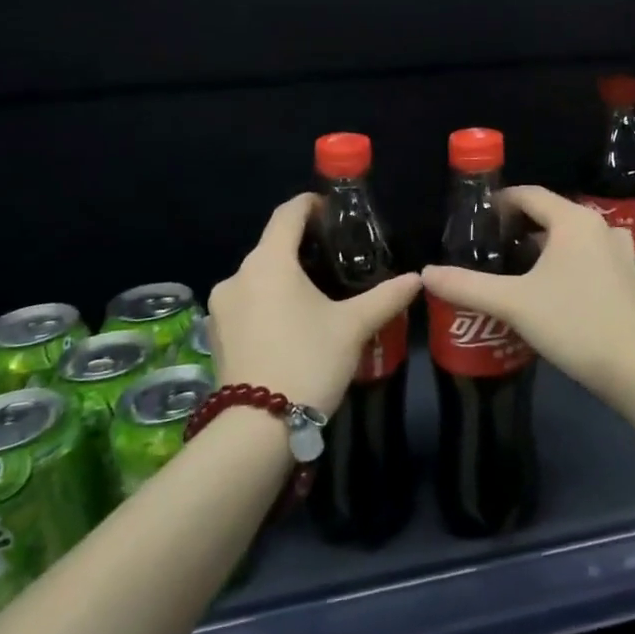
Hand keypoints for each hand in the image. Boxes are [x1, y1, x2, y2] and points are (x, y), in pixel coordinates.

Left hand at [207, 193, 420, 416]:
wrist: (258, 427)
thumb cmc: (308, 361)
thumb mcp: (353, 327)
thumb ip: (386, 297)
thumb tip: (417, 278)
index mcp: (268, 263)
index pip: (287, 214)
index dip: (309, 205)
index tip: (332, 210)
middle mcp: (237, 276)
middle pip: (272, 246)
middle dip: (301, 246)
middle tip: (336, 257)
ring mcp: (221, 307)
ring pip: (258, 277)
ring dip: (284, 277)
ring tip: (317, 293)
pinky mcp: (217, 334)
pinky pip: (247, 302)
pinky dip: (269, 301)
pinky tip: (292, 322)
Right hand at [421, 185, 634, 394]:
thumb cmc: (572, 322)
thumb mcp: (512, 303)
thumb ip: (466, 285)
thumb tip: (426, 273)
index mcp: (572, 220)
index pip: (529, 194)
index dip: (500, 202)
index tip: (476, 220)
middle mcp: (599, 225)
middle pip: (549, 215)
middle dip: (517, 229)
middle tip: (488, 250)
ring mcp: (617, 250)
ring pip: (569, 238)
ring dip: (541, 248)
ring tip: (511, 271)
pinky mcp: (627, 276)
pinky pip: (586, 256)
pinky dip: (563, 263)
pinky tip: (547, 290)